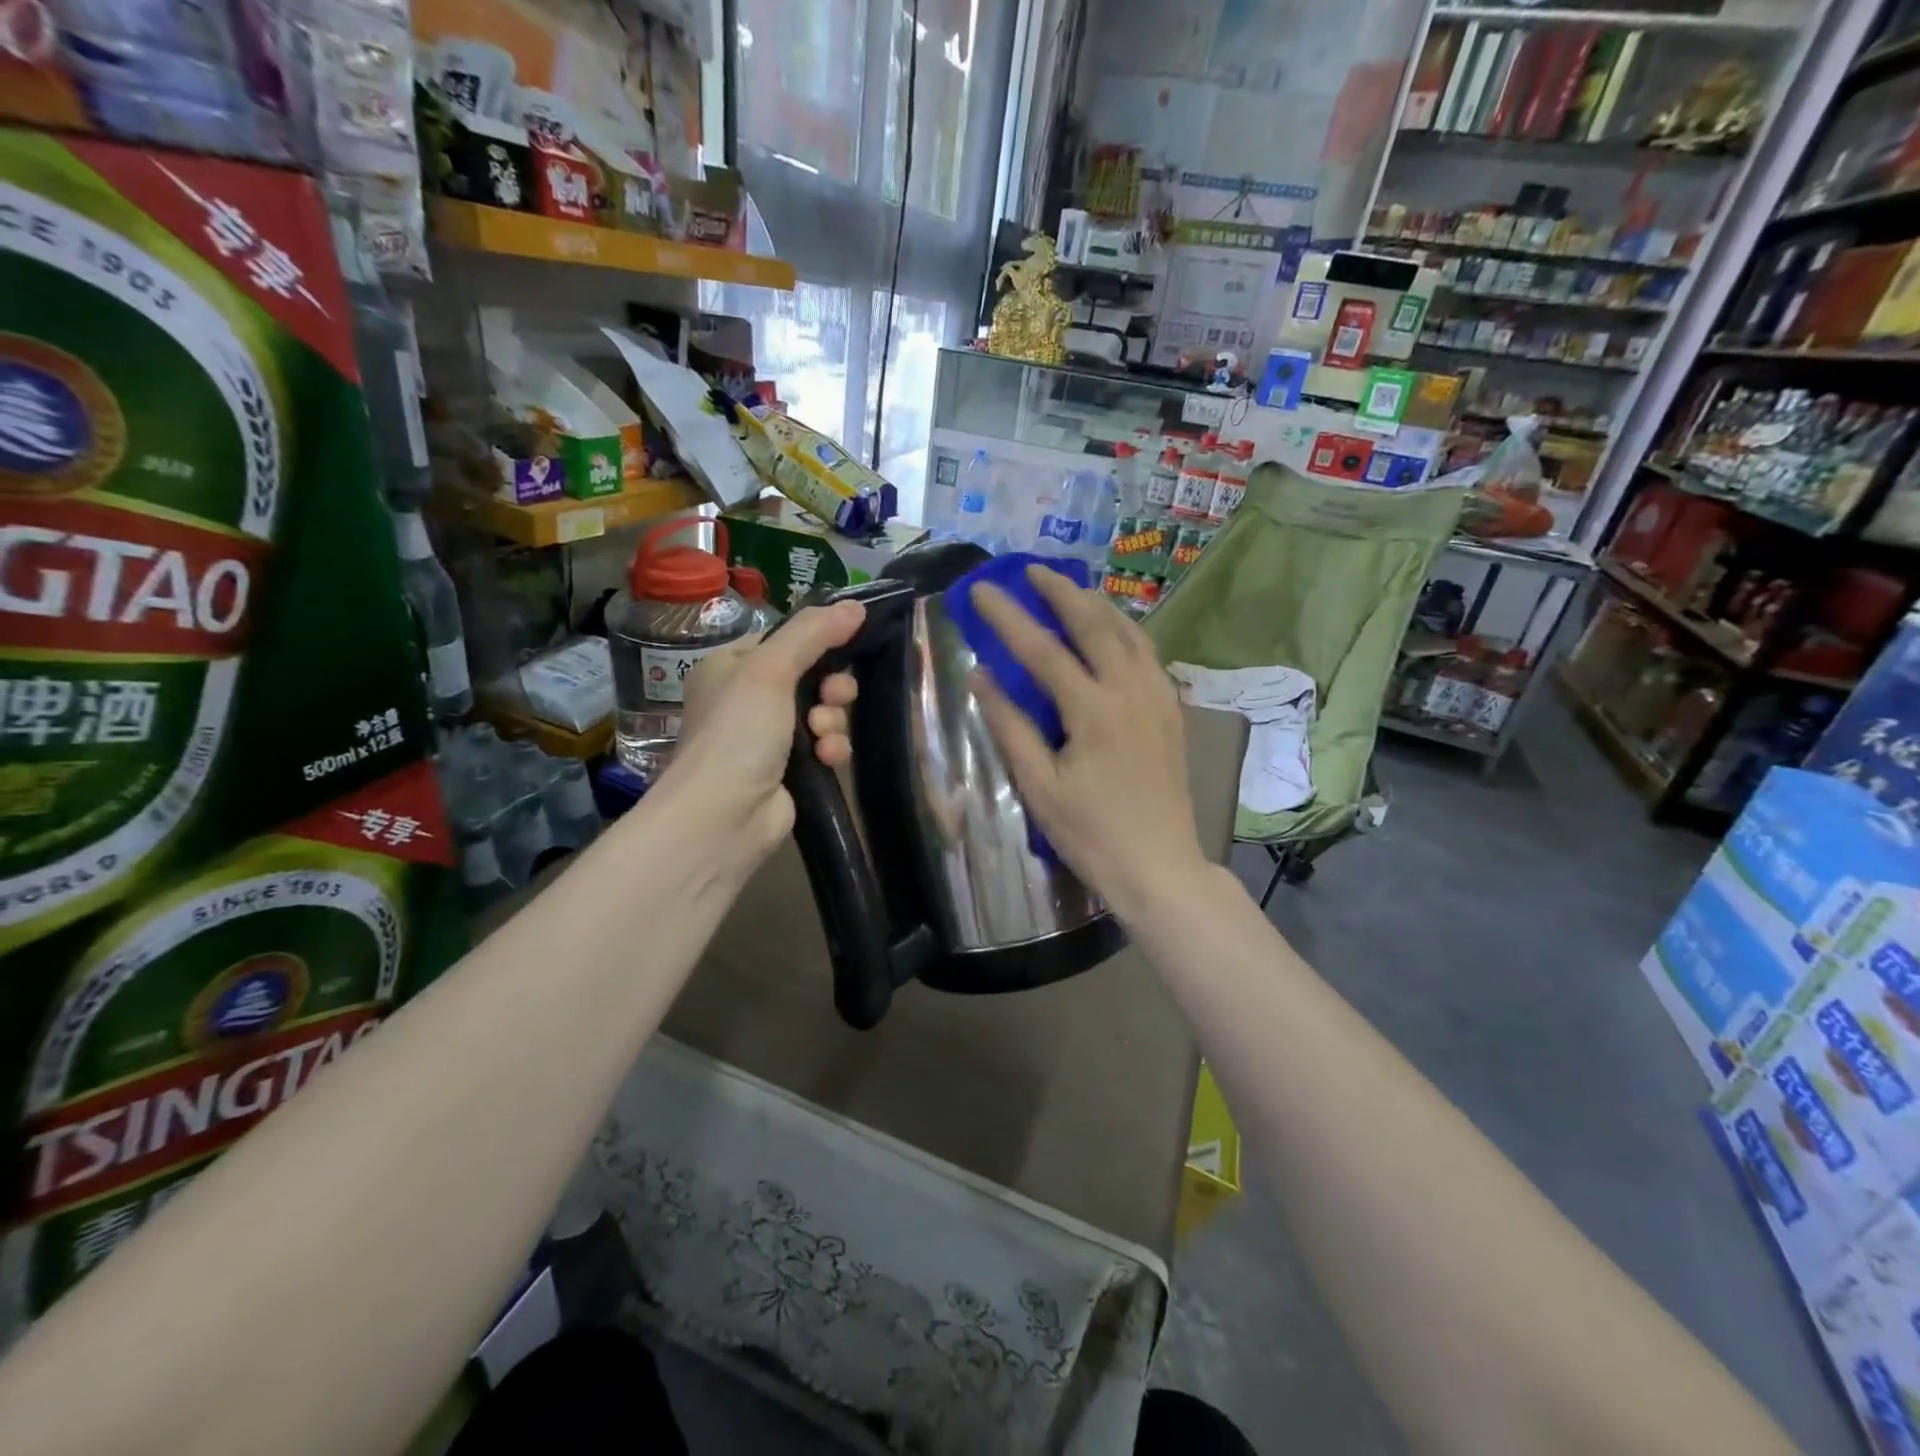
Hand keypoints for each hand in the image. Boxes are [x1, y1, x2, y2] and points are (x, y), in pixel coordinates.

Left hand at [665, 601, 864, 867]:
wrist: (723, 817)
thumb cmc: (738, 733)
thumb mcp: (770, 670)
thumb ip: (813, 634)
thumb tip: (856, 605)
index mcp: (732, 665)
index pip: (786, 639)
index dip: (819, 640)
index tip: (849, 641)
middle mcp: (749, 698)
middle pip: (812, 676)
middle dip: (832, 687)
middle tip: (835, 697)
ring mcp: (769, 737)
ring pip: (824, 712)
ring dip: (832, 721)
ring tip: (822, 737)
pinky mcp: (791, 770)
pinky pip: (825, 746)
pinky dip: (831, 750)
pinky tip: (827, 760)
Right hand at [969, 567, 1207, 922]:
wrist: (1160, 866)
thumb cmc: (1092, 834)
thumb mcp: (1038, 786)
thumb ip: (1010, 727)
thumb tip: (981, 676)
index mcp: (1094, 710)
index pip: (1042, 649)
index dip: (1008, 616)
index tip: (980, 589)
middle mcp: (1131, 690)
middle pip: (1094, 623)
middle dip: (1060, 591)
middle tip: (1032, 570)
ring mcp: (1158, 697)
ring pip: (1129, 632)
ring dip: (1096, 604)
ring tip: (1070, 589)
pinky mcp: (1172, 710)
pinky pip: (1146, 653)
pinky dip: (1124, 629)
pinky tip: (1112, 631)